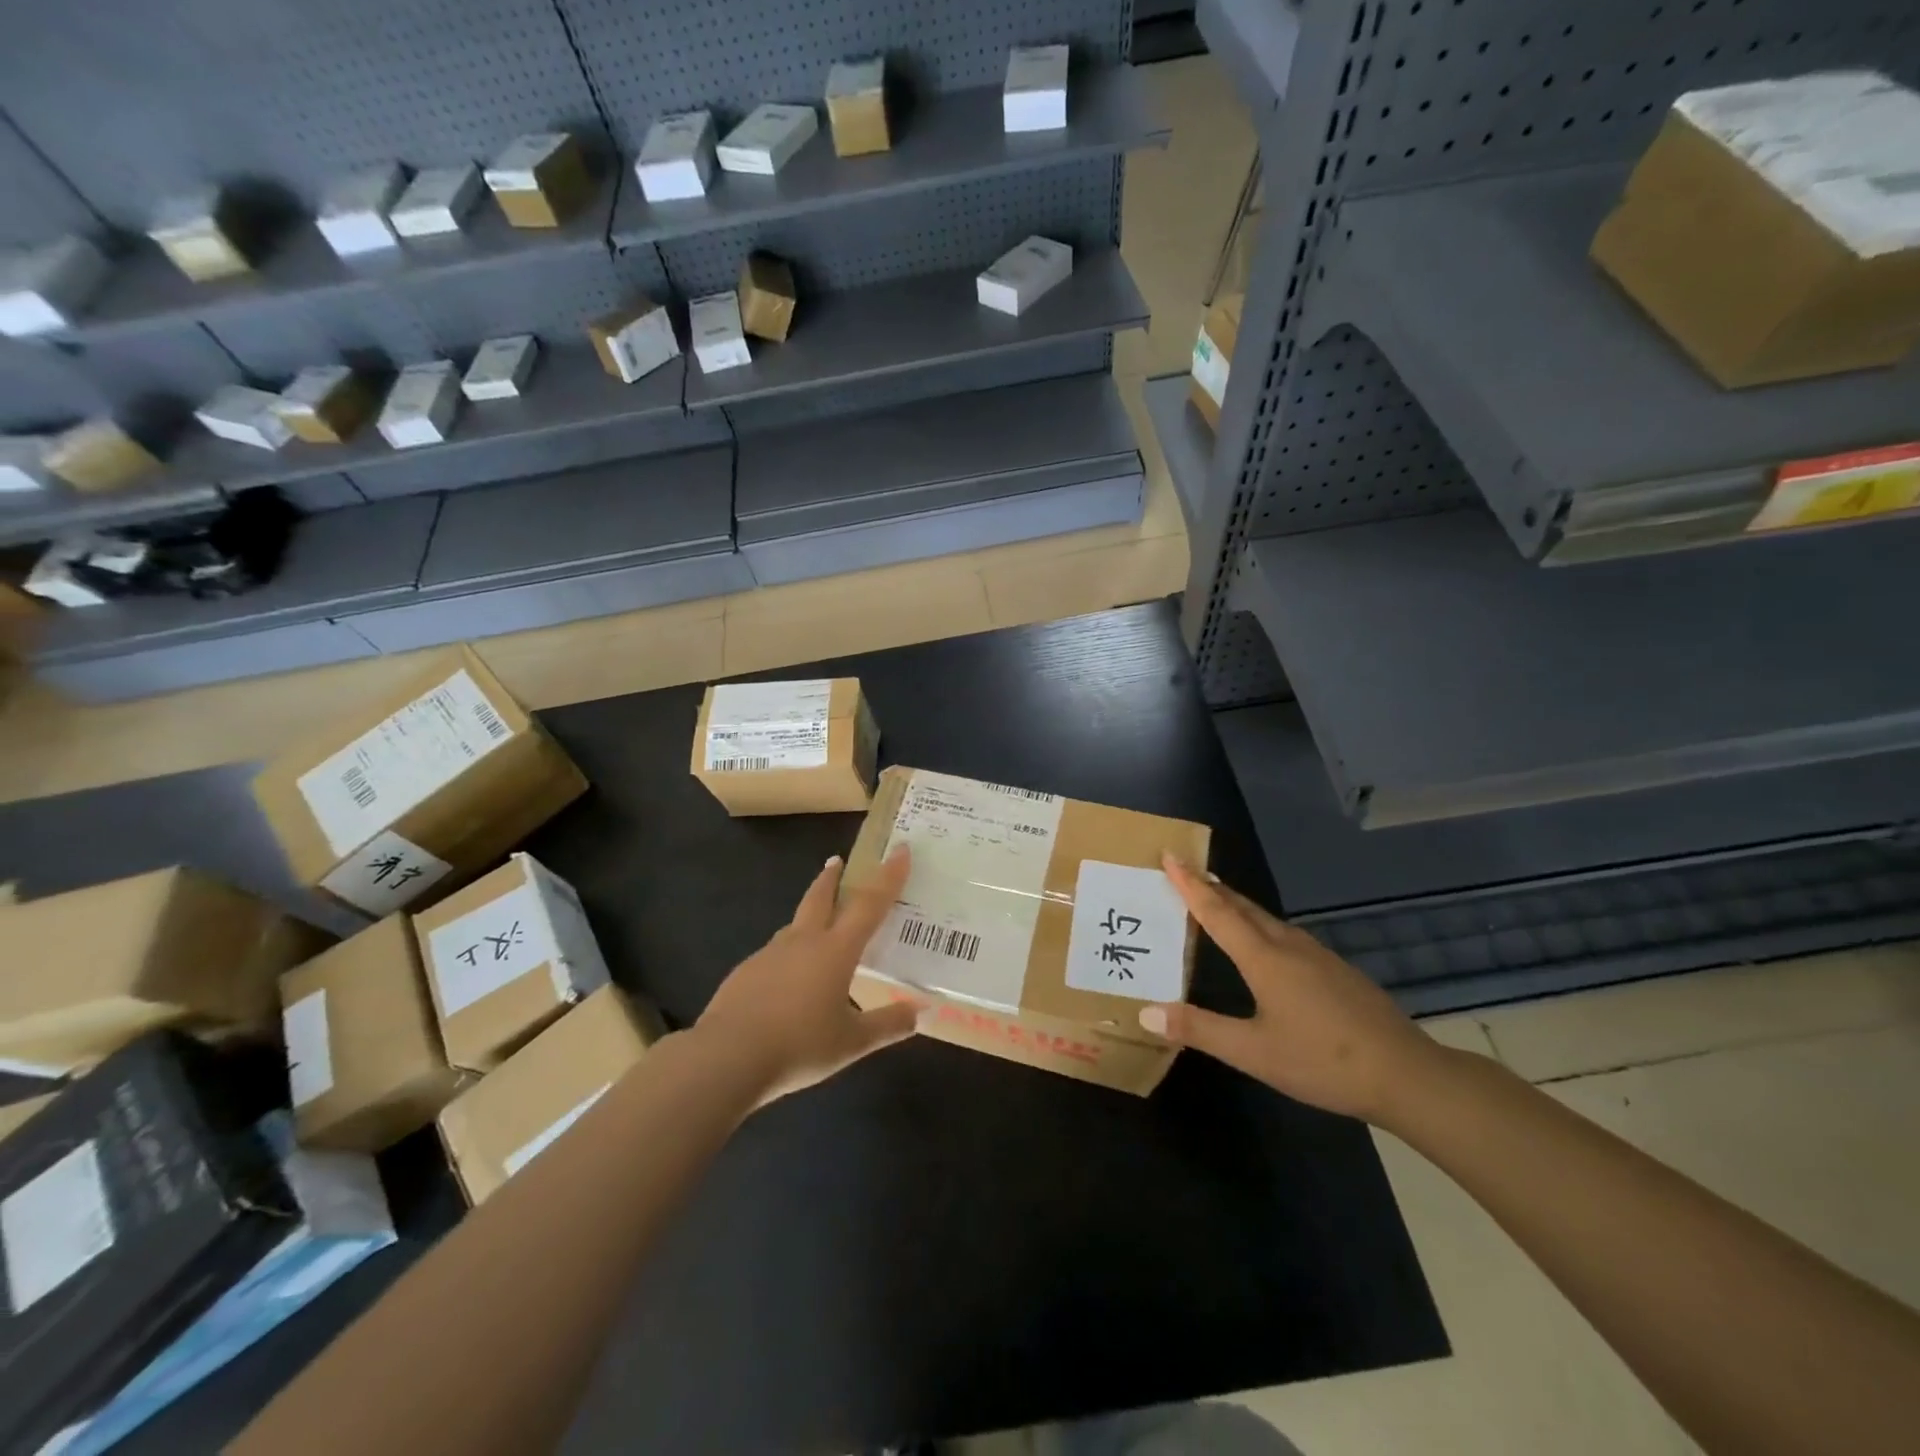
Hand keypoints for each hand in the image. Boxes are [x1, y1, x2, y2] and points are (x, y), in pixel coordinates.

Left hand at [696, 846, 917, 1103]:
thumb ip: (887, 1025)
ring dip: (808, 915)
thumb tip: (920, 1012)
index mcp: (836, 950)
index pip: (870, 904)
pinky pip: (774, 955)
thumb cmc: (799, 1045)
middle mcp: (804, 942)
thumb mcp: (852, 1042)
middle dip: (832, 878)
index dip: (888, 876)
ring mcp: (769, 954)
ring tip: (816, 925)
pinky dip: (787, 956)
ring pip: (794, 926)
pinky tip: (787, 981)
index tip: (899, 850)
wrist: (727, 1057)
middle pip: (820, 898)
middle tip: (836, 861)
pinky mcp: (745, 973)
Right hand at [1139, 855, 1444, 1124]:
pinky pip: (1286, 934)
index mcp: (1264, 959)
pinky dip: (1260, 925)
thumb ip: (1200, 1030)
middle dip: (1211, 886)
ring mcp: (1318, 956)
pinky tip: (1265, 942)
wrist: (1407, 1074)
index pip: (1217, 911)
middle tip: (1185, 870)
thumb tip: (1146, 1012)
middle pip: (1242, 906)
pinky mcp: (1337, 970)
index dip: (1190, 884)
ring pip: (1267, 919)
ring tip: (1217, 899)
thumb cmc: (1323, 1061)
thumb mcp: (1253, 1053)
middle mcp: (1289, 946)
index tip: (1171, 855)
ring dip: (1236, 904)